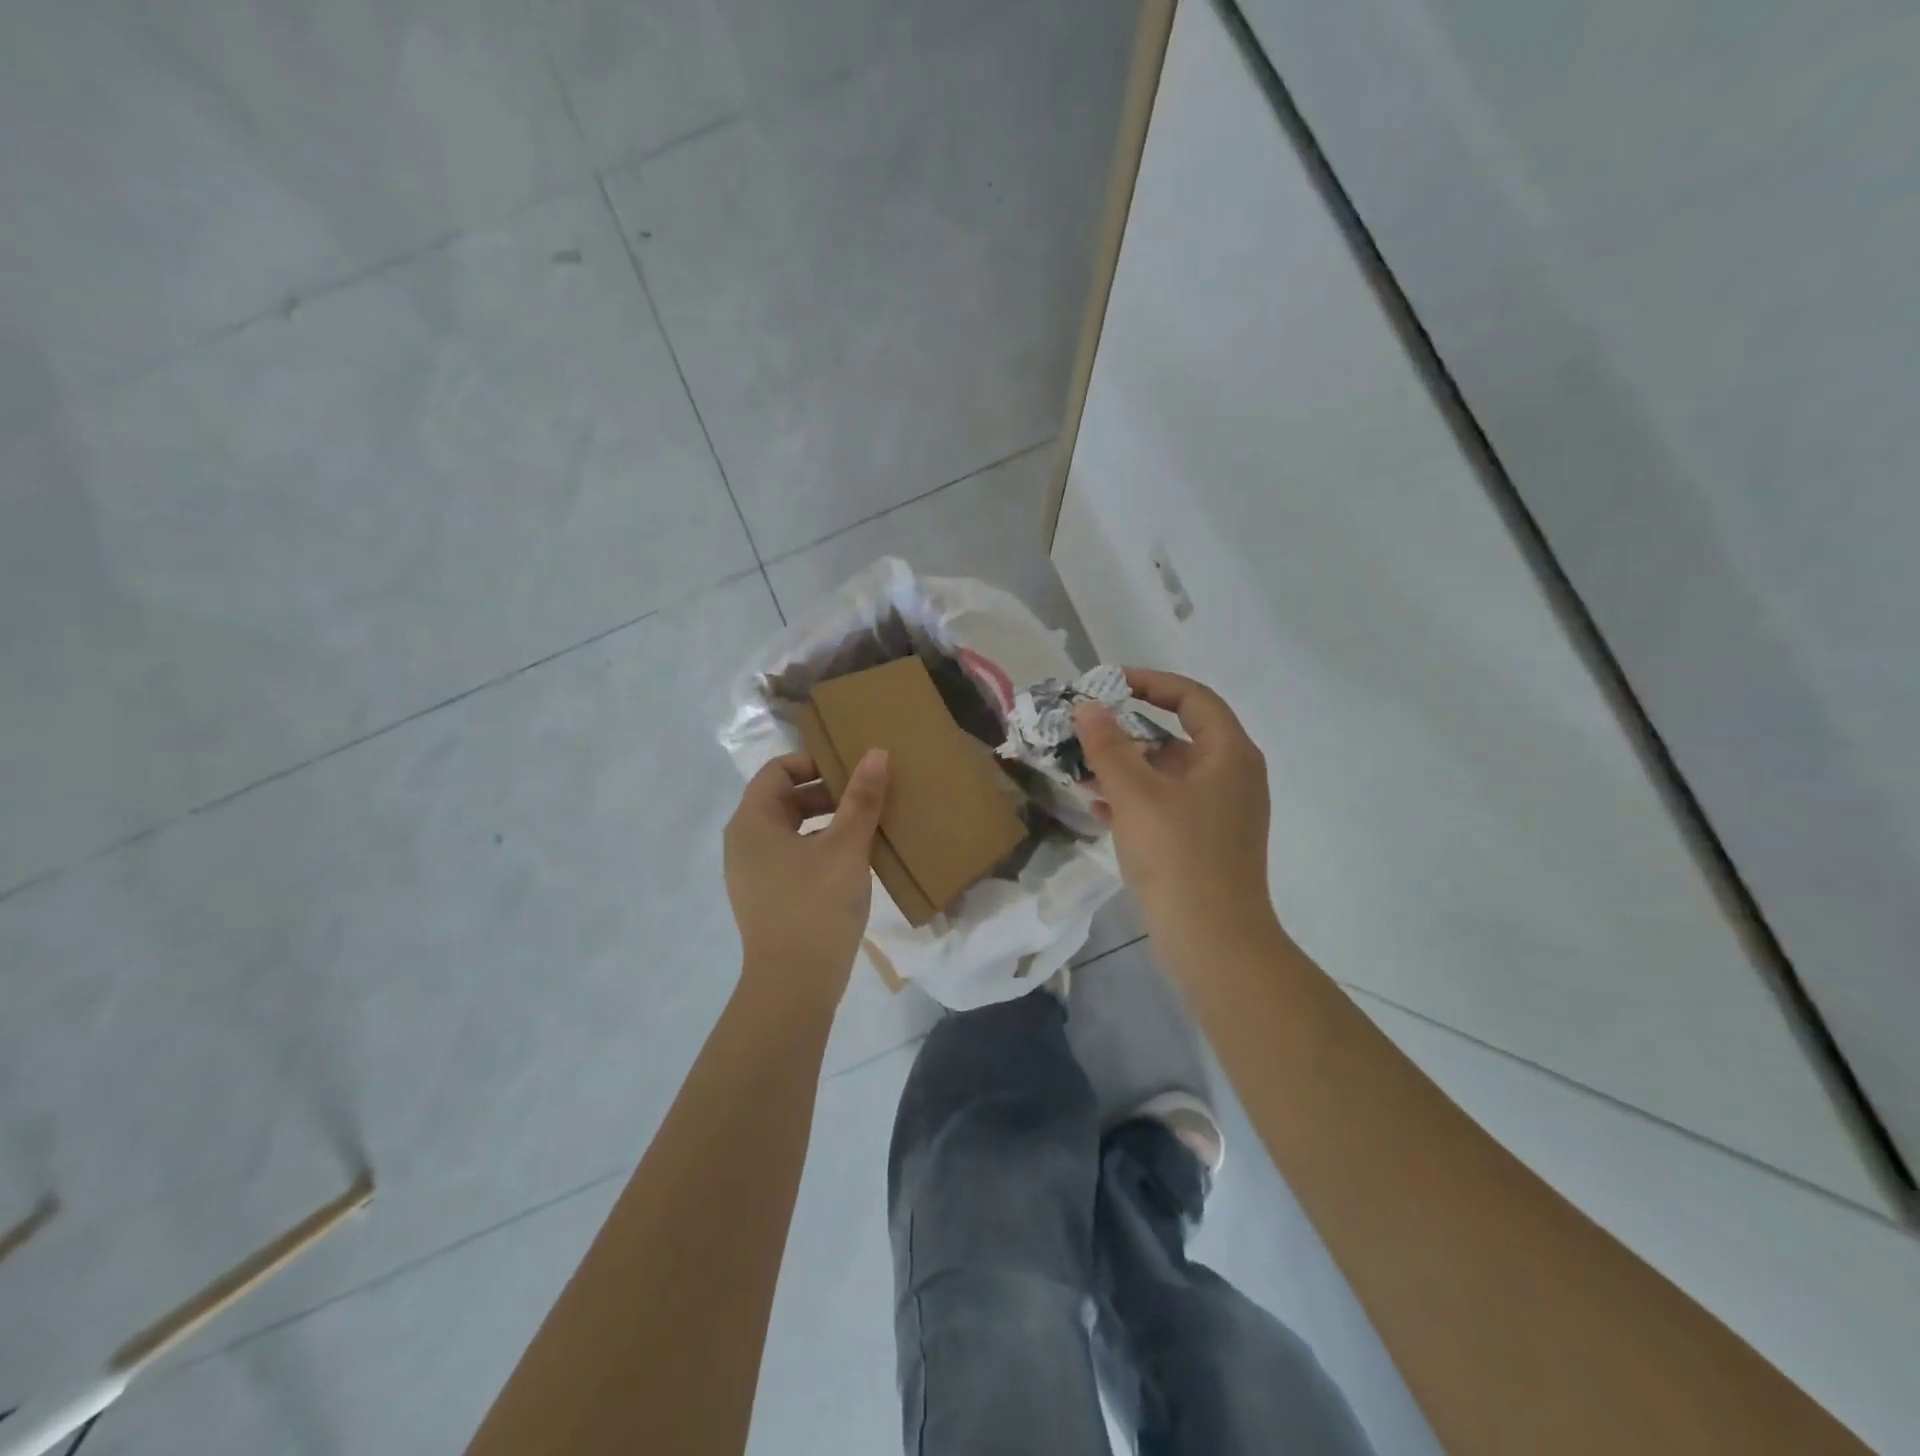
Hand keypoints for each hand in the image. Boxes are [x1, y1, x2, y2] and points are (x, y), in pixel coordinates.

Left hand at [724, 749, 889, 1007]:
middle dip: (826, 793)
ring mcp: (752, 873)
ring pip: (791, 830)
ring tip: (866, 827)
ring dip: (826, 821)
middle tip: (867, 797)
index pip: (778, 770)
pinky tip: (852, 862)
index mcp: (752, 822)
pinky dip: (819, 848)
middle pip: (784, 799)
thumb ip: (862, 798)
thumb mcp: (846, 847)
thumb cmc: (816, 905)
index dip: (815, 763)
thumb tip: (876, 753)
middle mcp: (743, 842)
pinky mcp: (766, 897)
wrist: (794, 985)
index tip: (852, 772)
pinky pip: (792, 856)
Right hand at [1075, 669, 1275, 956]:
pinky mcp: (1204, 841)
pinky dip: (1134, 798)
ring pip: (1167, 773)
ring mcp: (1220, 812)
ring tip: (1079, 766)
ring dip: (1125, 766)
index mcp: (1229, 754)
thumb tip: (1088, 707)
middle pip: (1177, 735)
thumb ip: (1109, 746)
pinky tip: (1096, 804)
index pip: (1191, 697)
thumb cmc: (1179, 856)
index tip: (1106, 683)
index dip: (1149, 683)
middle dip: (1128, 729)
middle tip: (1085, 726)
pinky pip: (1167, 804)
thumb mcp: (1136, 794)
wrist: (1214, 942)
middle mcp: (1231, 776)